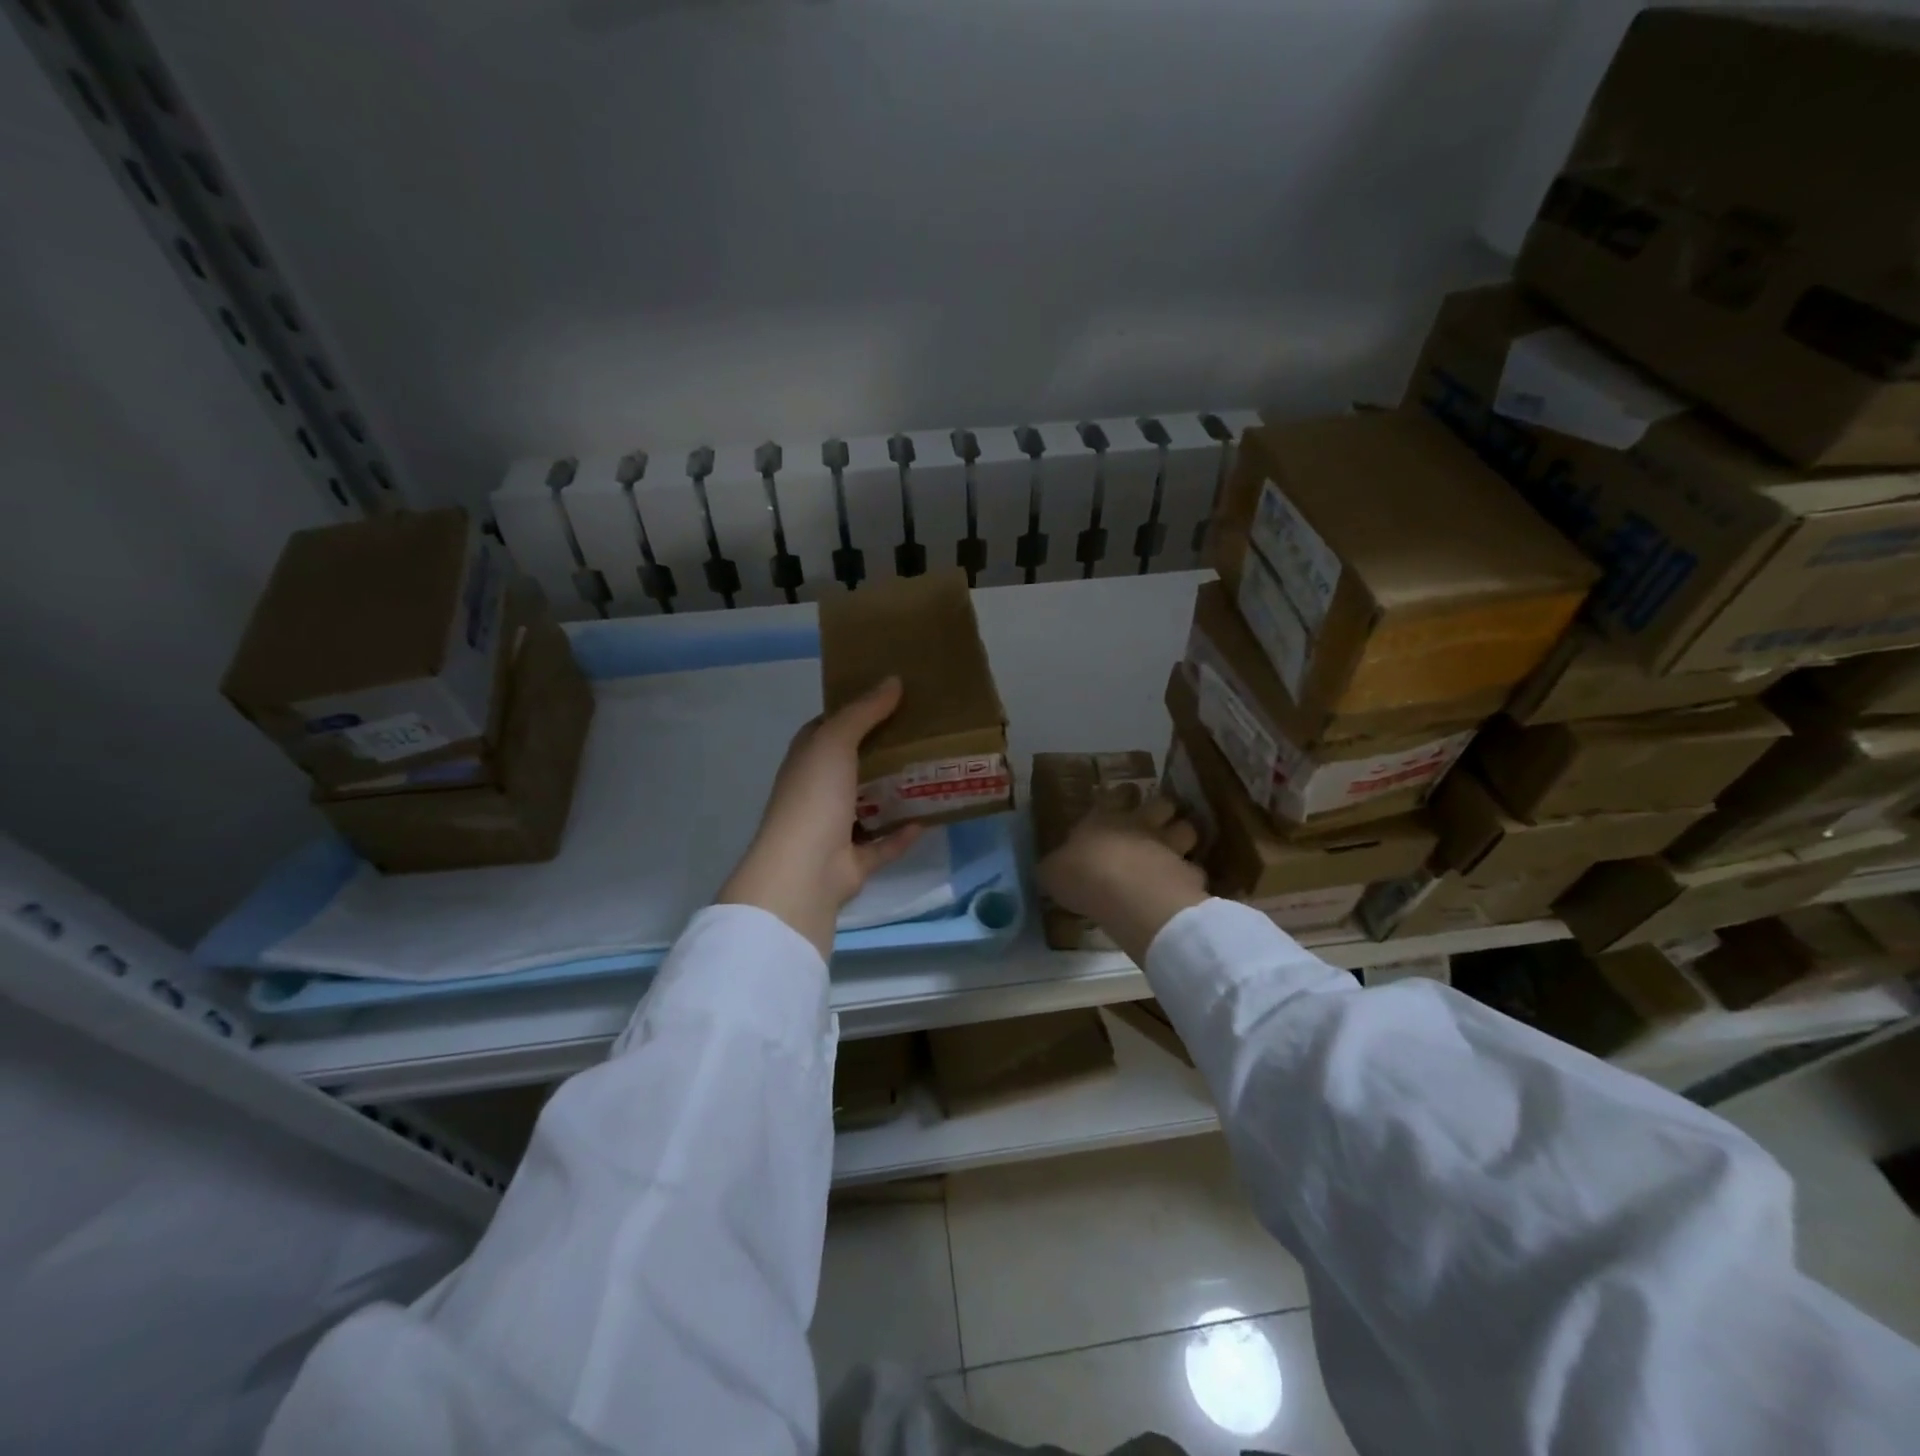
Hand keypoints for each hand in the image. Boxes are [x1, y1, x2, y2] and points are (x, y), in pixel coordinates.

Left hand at [718, 677, 924, 959]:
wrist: (804, 870)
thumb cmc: (814, 796)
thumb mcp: (835, 741)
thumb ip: (863, 711)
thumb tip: (893, 679)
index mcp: (808, 760)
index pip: (830, 728)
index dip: (857, 711)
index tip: (893, 697)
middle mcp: (818, 791)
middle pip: (854, 765)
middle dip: (884, 751)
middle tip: (925, 732)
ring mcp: (834, 829)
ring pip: (869, 806)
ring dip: (895, 794)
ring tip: (932, 772)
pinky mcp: (853, 862)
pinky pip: (882, 845)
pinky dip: (901, 835)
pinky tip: (928, 819)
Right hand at [1038, 796, 1208, 964]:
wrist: (1126, 894)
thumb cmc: (1082, 875)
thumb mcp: (1054, 872)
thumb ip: (1057, 867)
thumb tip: (1053, 868)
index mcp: (1104, 819)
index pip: (1116, 795)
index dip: (1121, 795)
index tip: (1124, 795)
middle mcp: (1140, 825)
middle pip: (1162, 804)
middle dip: (1162, 811)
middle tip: (1156, 822)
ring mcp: (1169, 846)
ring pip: (1187, 830)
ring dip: (1182, 838)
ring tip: (1176, 851)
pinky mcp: (1189, 873)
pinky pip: (1194, 870)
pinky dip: (1189, 877)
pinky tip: (1183, 887)